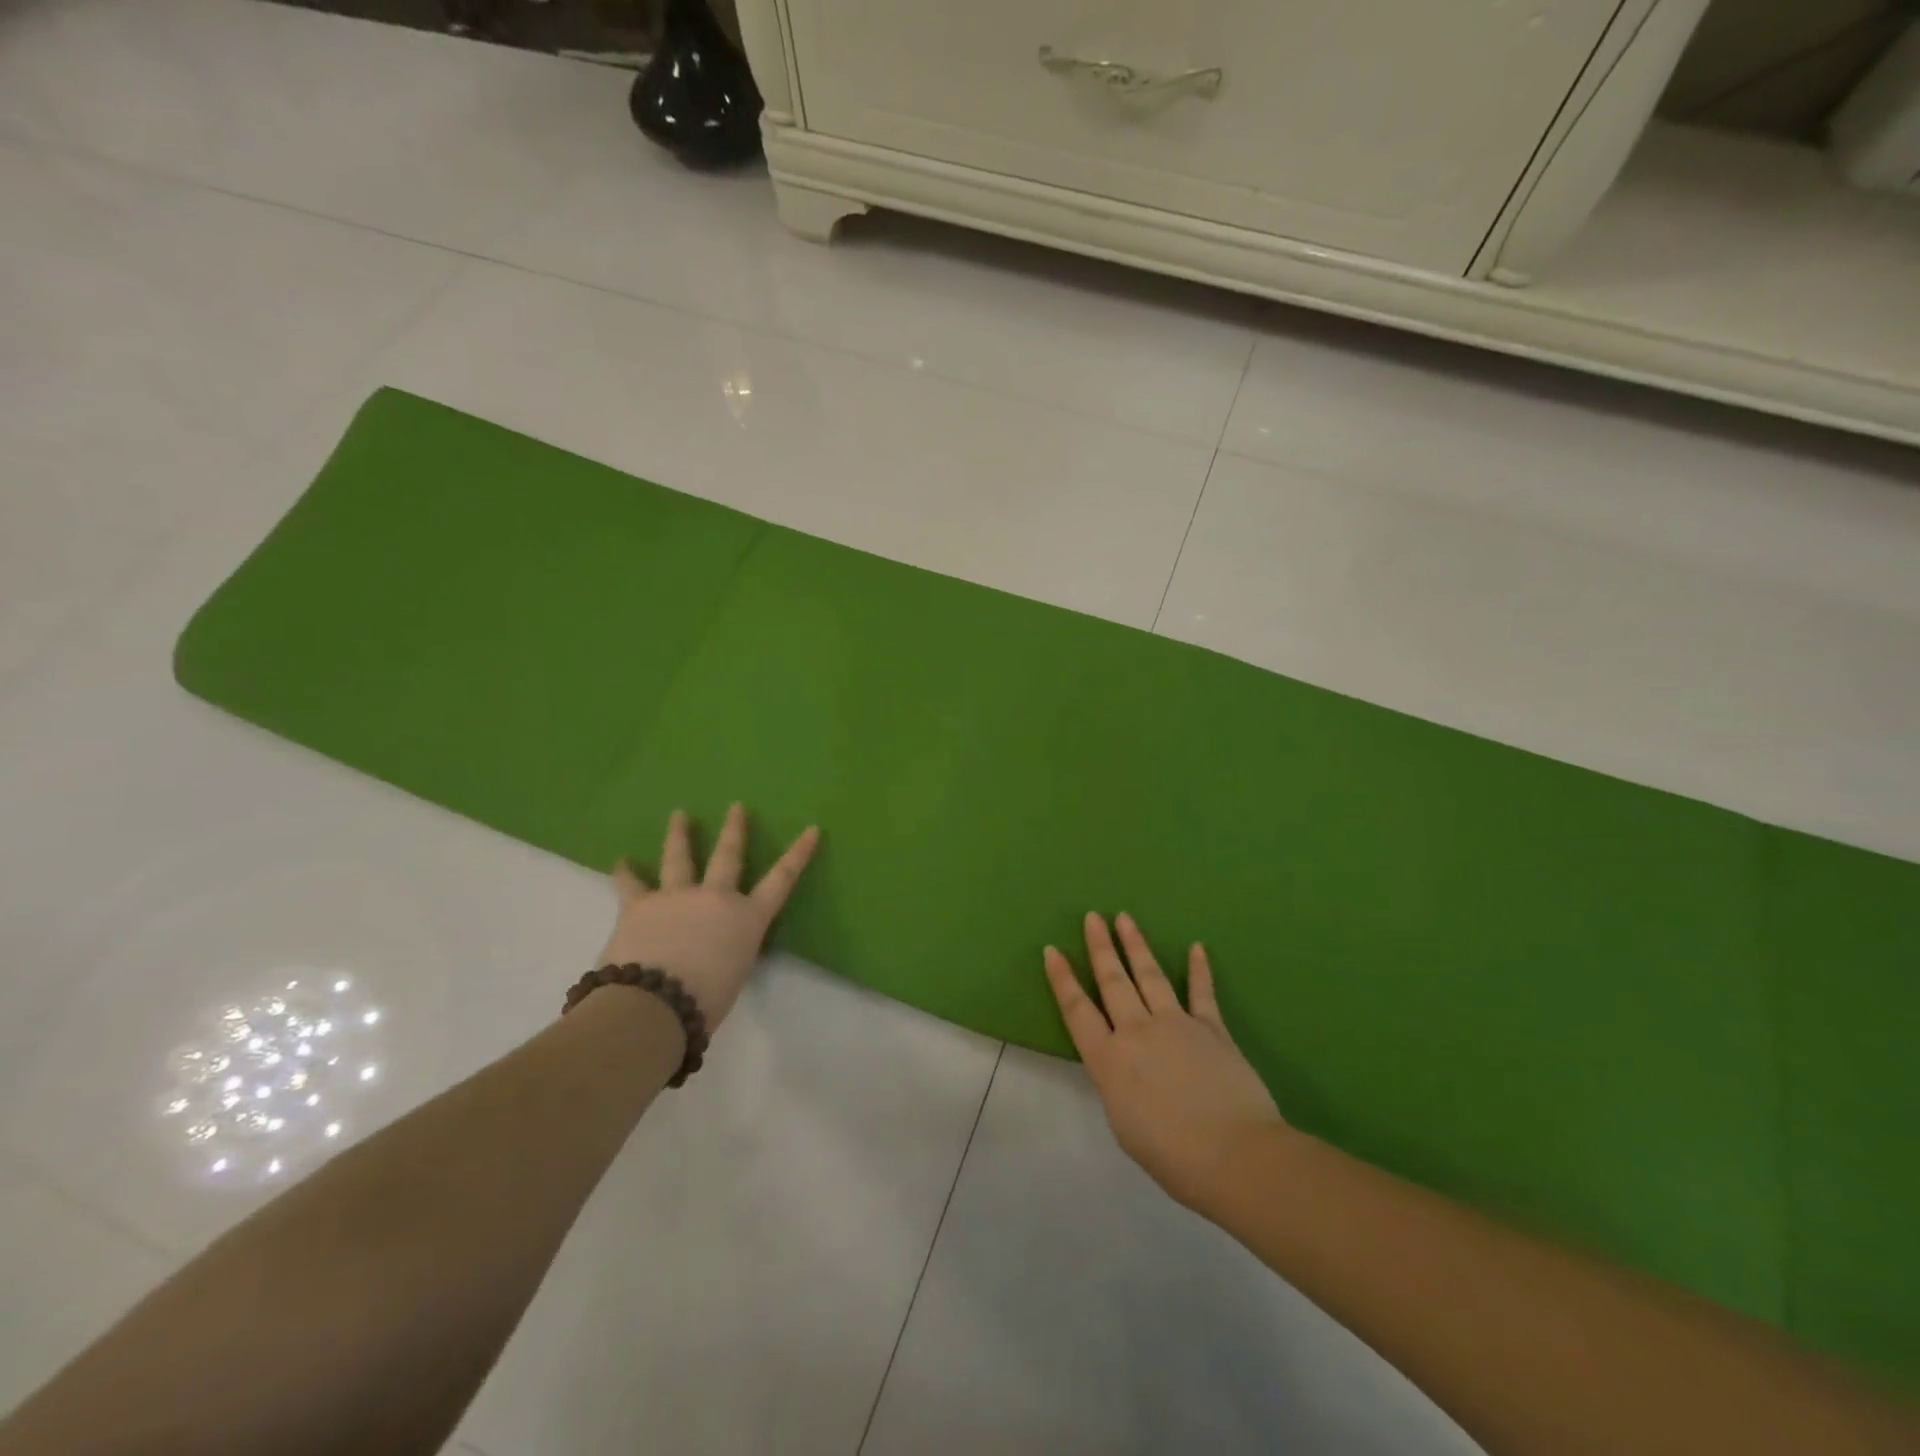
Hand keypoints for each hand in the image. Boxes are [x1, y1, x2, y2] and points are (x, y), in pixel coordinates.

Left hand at [598, 804, 819, 1032]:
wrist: (653, 1005)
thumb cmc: (704, 1002)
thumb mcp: (733, 976)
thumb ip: (728, 954)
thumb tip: (713, 950)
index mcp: (747, 919)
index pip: (781, 880)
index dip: (798, 854)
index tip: (811, 829)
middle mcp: (716, 898)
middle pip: (728, 855)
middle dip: (734, 829)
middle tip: (736, 807)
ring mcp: (677, 896)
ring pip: (679, 857)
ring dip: (679, 834)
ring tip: (679, 815)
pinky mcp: (639, 904)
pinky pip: (631, 883)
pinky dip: (626, 872)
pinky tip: (622, 861)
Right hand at [1044, 912, 1285, 1208]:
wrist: (1235, 1155)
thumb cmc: (1172, 1155)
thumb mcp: (1124, 1124)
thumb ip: (1118, 1084)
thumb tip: (1124, 1064)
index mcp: (1109, 1060)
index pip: (1077, 1010)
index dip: (1062, 979)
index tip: (1052, 950)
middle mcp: (1137, 1032)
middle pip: (1113, 981)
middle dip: (1100, 947)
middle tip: (1092, 917)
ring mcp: (1176, 1024)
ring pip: (1149, 976)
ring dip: (1135, 945)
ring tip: (1125, 918)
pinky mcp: (1212, 1028)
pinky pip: (1201, 992)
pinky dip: (1198, 969)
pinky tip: (1196, 947)